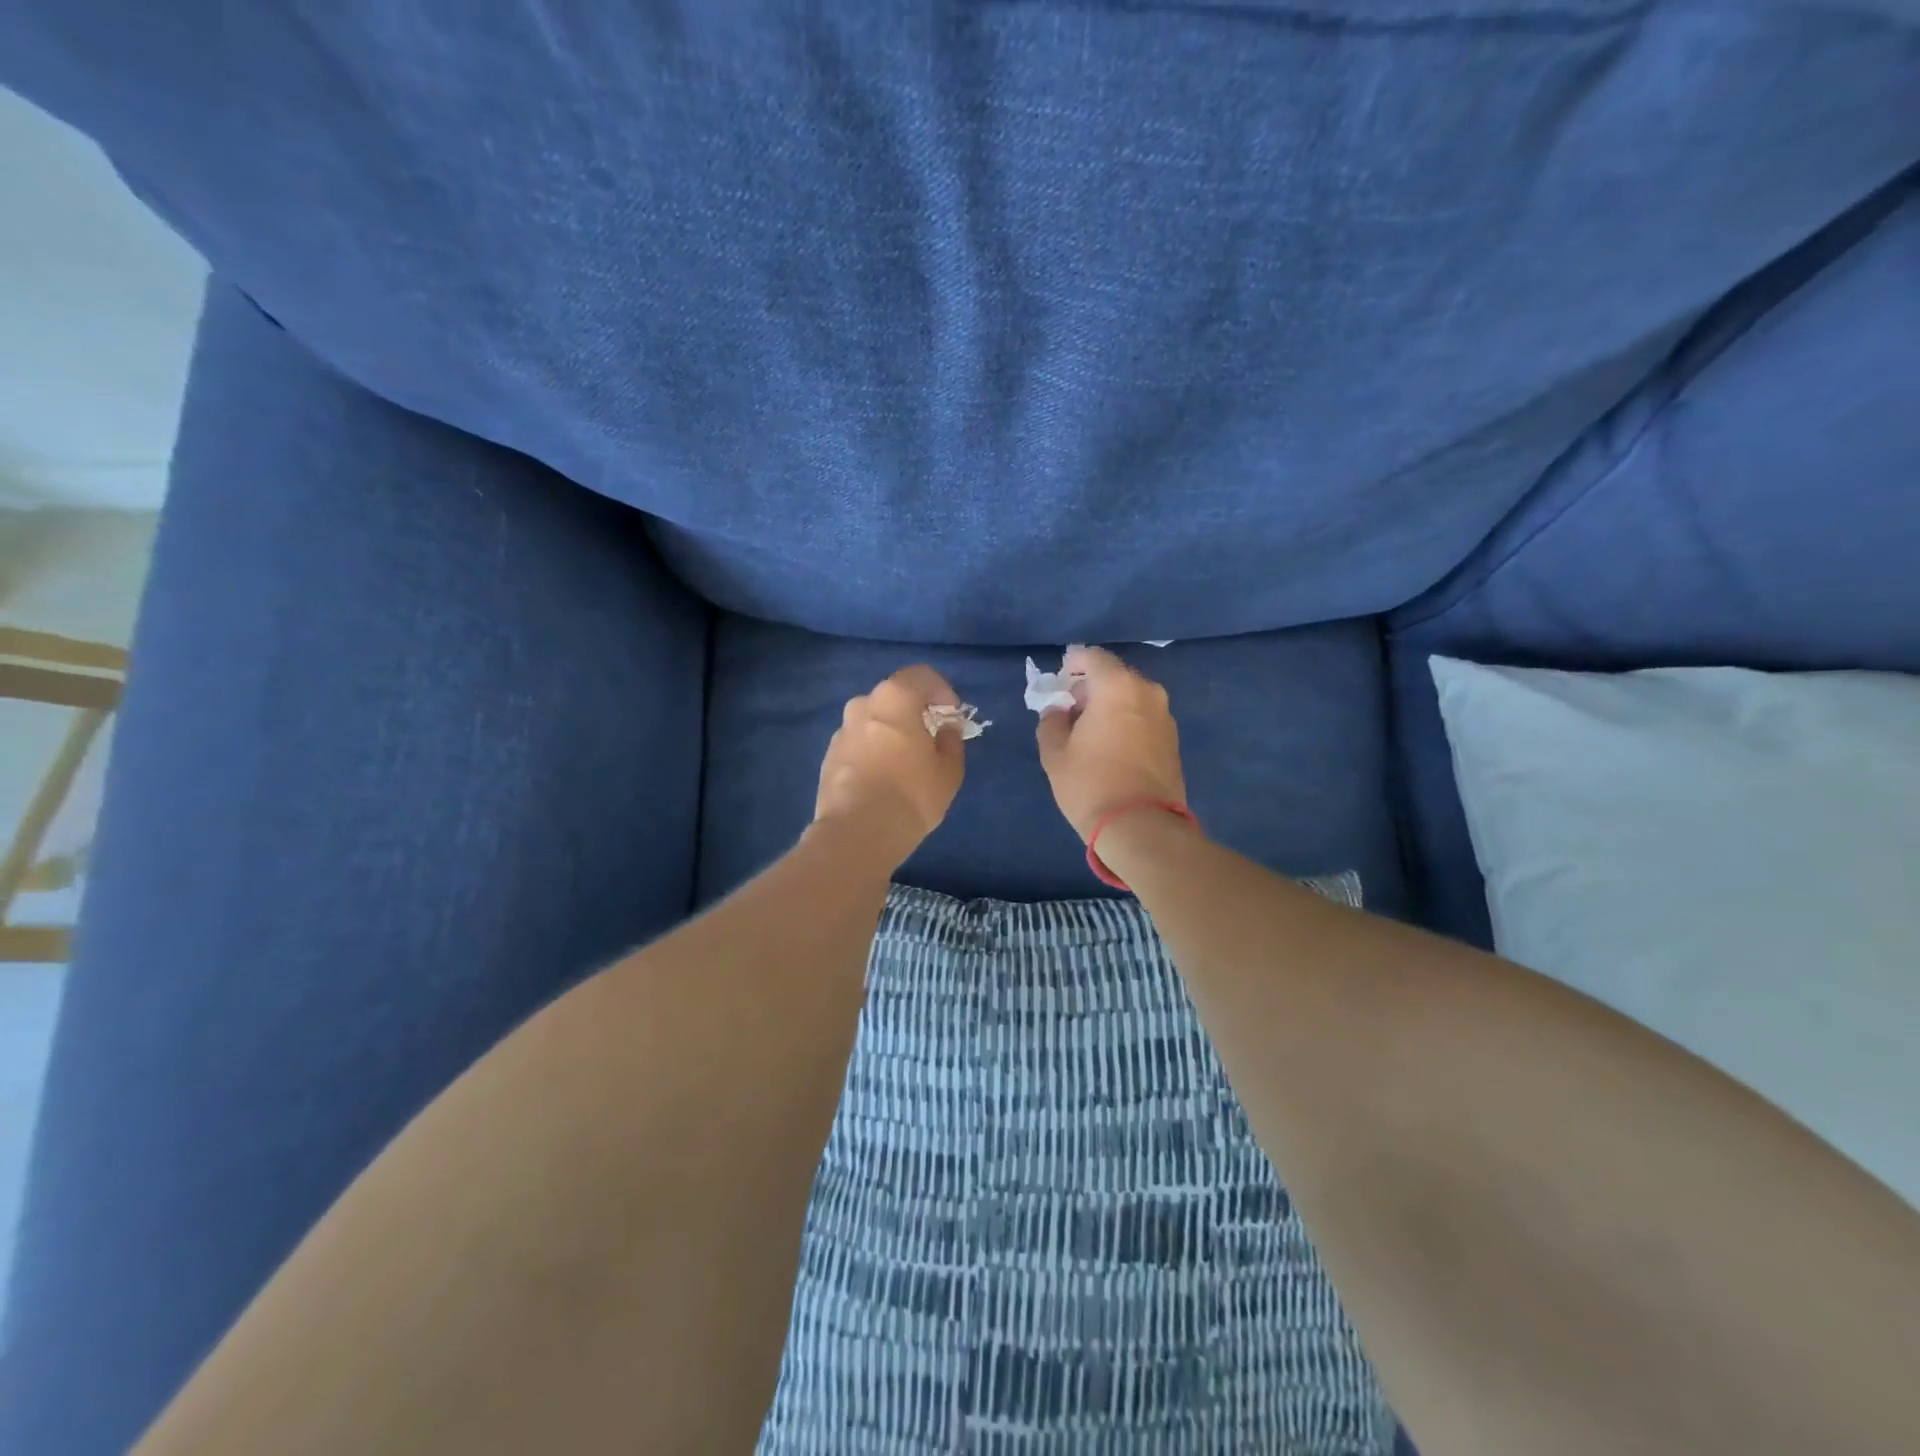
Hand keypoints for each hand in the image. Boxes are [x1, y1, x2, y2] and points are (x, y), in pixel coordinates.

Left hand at [814, 665, 967, 867]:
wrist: (857, 833)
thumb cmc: (912, 794)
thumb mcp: (949, 770)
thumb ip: (951, 741)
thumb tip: (946, 729)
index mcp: (894, 698)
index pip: (922, 676)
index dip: (943, 691)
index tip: (952, 717)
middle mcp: (862, 704)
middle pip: (895, 698)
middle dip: (915, 713)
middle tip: (931, 740)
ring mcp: (841, 731)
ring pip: (873, 721)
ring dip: (891, 733)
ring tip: (906, 764)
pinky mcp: (828, 756)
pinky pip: (858, 744)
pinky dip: (873, 752)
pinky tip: (883, 781)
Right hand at [1035, 646, 1188, 842]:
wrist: (1141, 827)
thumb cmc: (1091, 783)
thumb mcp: (1055, 753)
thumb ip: (1051, 721)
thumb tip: (1059, 711)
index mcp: (1117, 687)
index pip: (1093, 657)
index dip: (1074, 664)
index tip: (1061, 681)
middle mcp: (1147, 692)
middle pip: (1115, 677)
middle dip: (1092, 688)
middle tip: (1071, 711)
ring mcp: (1165, 717)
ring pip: (1132, 698)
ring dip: (1111, 707)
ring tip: (1091, 734)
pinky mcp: (1173, 741)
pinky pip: (1144, 719)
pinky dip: (1127, 723)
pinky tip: (1112, 749)